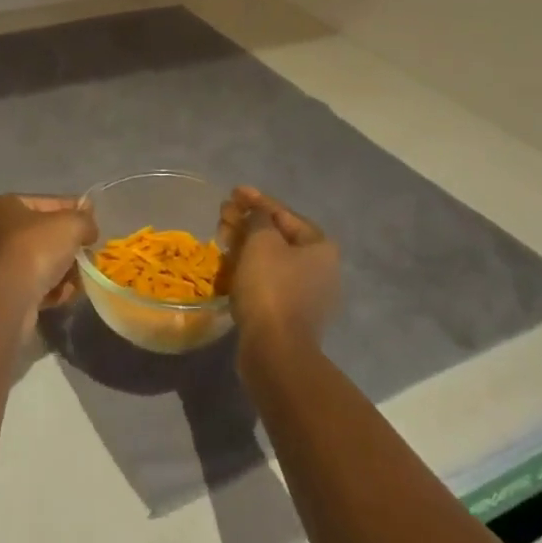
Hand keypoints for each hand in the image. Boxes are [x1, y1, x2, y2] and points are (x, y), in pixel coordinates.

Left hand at [0, 194, 96, 323]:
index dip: (72, 210)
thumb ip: (84, 220)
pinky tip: (65, 294)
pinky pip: (32, 286)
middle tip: (88, 254)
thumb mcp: (70, 225)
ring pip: (38, 263)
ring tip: (80, 279)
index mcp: (3, 206)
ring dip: (62, 271)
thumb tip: (89, 227)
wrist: (6, 299)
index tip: (92, 222)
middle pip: (41, 235)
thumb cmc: (34, 249)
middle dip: (67, 247)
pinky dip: (50, 289)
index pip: (45, 202)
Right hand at [222, 186, 339, 356]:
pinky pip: (267, 280)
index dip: (256, 200)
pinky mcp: (290, 312)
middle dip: (248, 222)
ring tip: (221, 237)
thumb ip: (258, 218)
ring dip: (245, 244)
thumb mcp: (261, 241)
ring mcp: (306, 293)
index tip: (233, 192)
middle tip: (223, 215)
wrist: (274, 350)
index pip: (284, 213)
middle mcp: (320, 267)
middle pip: (277, 235)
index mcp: (320, 246)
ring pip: (270, 258)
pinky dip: (248, 268)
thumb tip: (255, 214)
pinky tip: (228, 264)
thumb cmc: (270, 287)